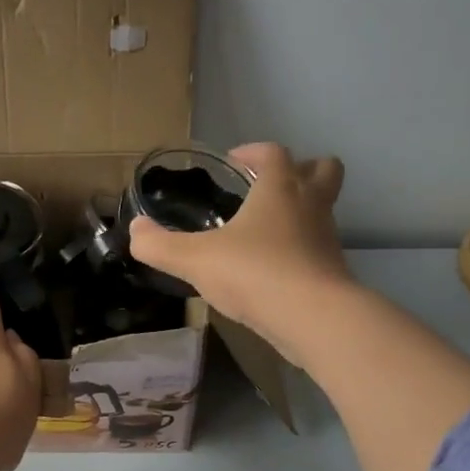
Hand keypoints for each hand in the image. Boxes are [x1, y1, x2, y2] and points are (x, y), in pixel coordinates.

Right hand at [127, 143, 352, 358]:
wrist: (313, 317)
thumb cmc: (255, 273)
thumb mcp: (196, 260)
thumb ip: (161, 245)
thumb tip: (135, 230)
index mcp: (280, 188)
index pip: (273, 153)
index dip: (253, 152)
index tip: (234, 162)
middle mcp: (310, 204)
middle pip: (322, 169)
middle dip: (300, 169)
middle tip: (269, 186)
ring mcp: (327, 237)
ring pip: (323, 210)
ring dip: (302, 211)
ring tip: (267, 232)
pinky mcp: (334, 270)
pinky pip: (319, 247)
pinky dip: (301, 249)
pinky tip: (275, 269)